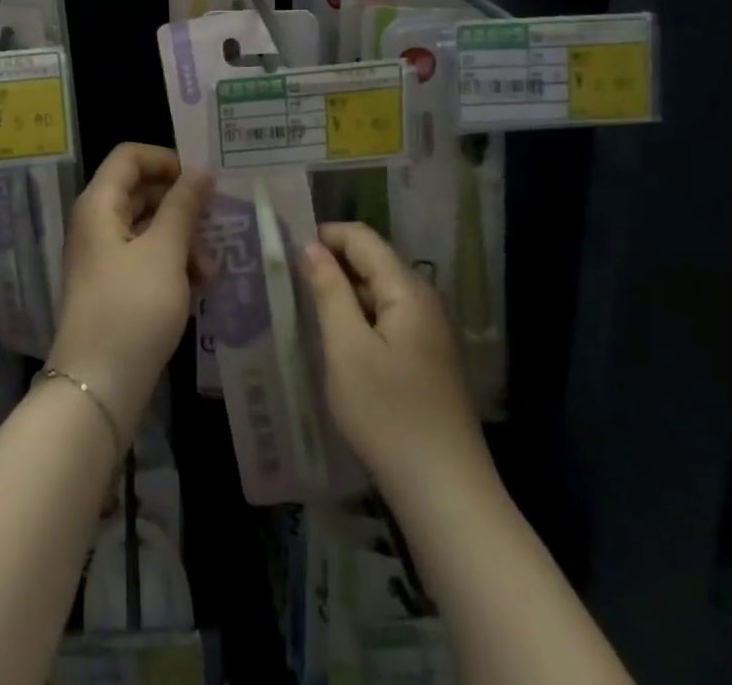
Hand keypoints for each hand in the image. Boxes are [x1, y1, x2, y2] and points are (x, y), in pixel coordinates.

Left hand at [48, 143, 211, 443]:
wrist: (98, 387)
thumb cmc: (132, 309)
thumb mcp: (164, 252)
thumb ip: (183, 206)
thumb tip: (200, 170)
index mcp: (99, 204)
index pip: (129, 156)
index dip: (166, 160)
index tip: (202, 180)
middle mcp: (96, 223)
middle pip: (141, 190)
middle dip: (181, 205)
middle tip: (218, 222)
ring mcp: (103, 256)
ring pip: (147, 227)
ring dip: (182, 239)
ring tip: (210, 268)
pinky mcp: (114, 286)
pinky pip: (146, 257)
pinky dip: (172, 263)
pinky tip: (199, 285)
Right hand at [302, 222, 488, 494]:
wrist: (447, 495)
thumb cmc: (389, 415)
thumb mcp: (346, 348)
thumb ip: (328, 290)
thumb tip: (310, 246)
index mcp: (407, 290)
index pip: (361, 238)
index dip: (322, 235)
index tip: (284, 251)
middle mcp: (423, 301)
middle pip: (371, 262)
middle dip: (329, 265)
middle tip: (286, 281)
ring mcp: (428, 333)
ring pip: (376, 293)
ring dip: (341, 294)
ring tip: (303, 309)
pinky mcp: (426, 361)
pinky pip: (385, 321)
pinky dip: (357, 321)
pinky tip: (335, 344)